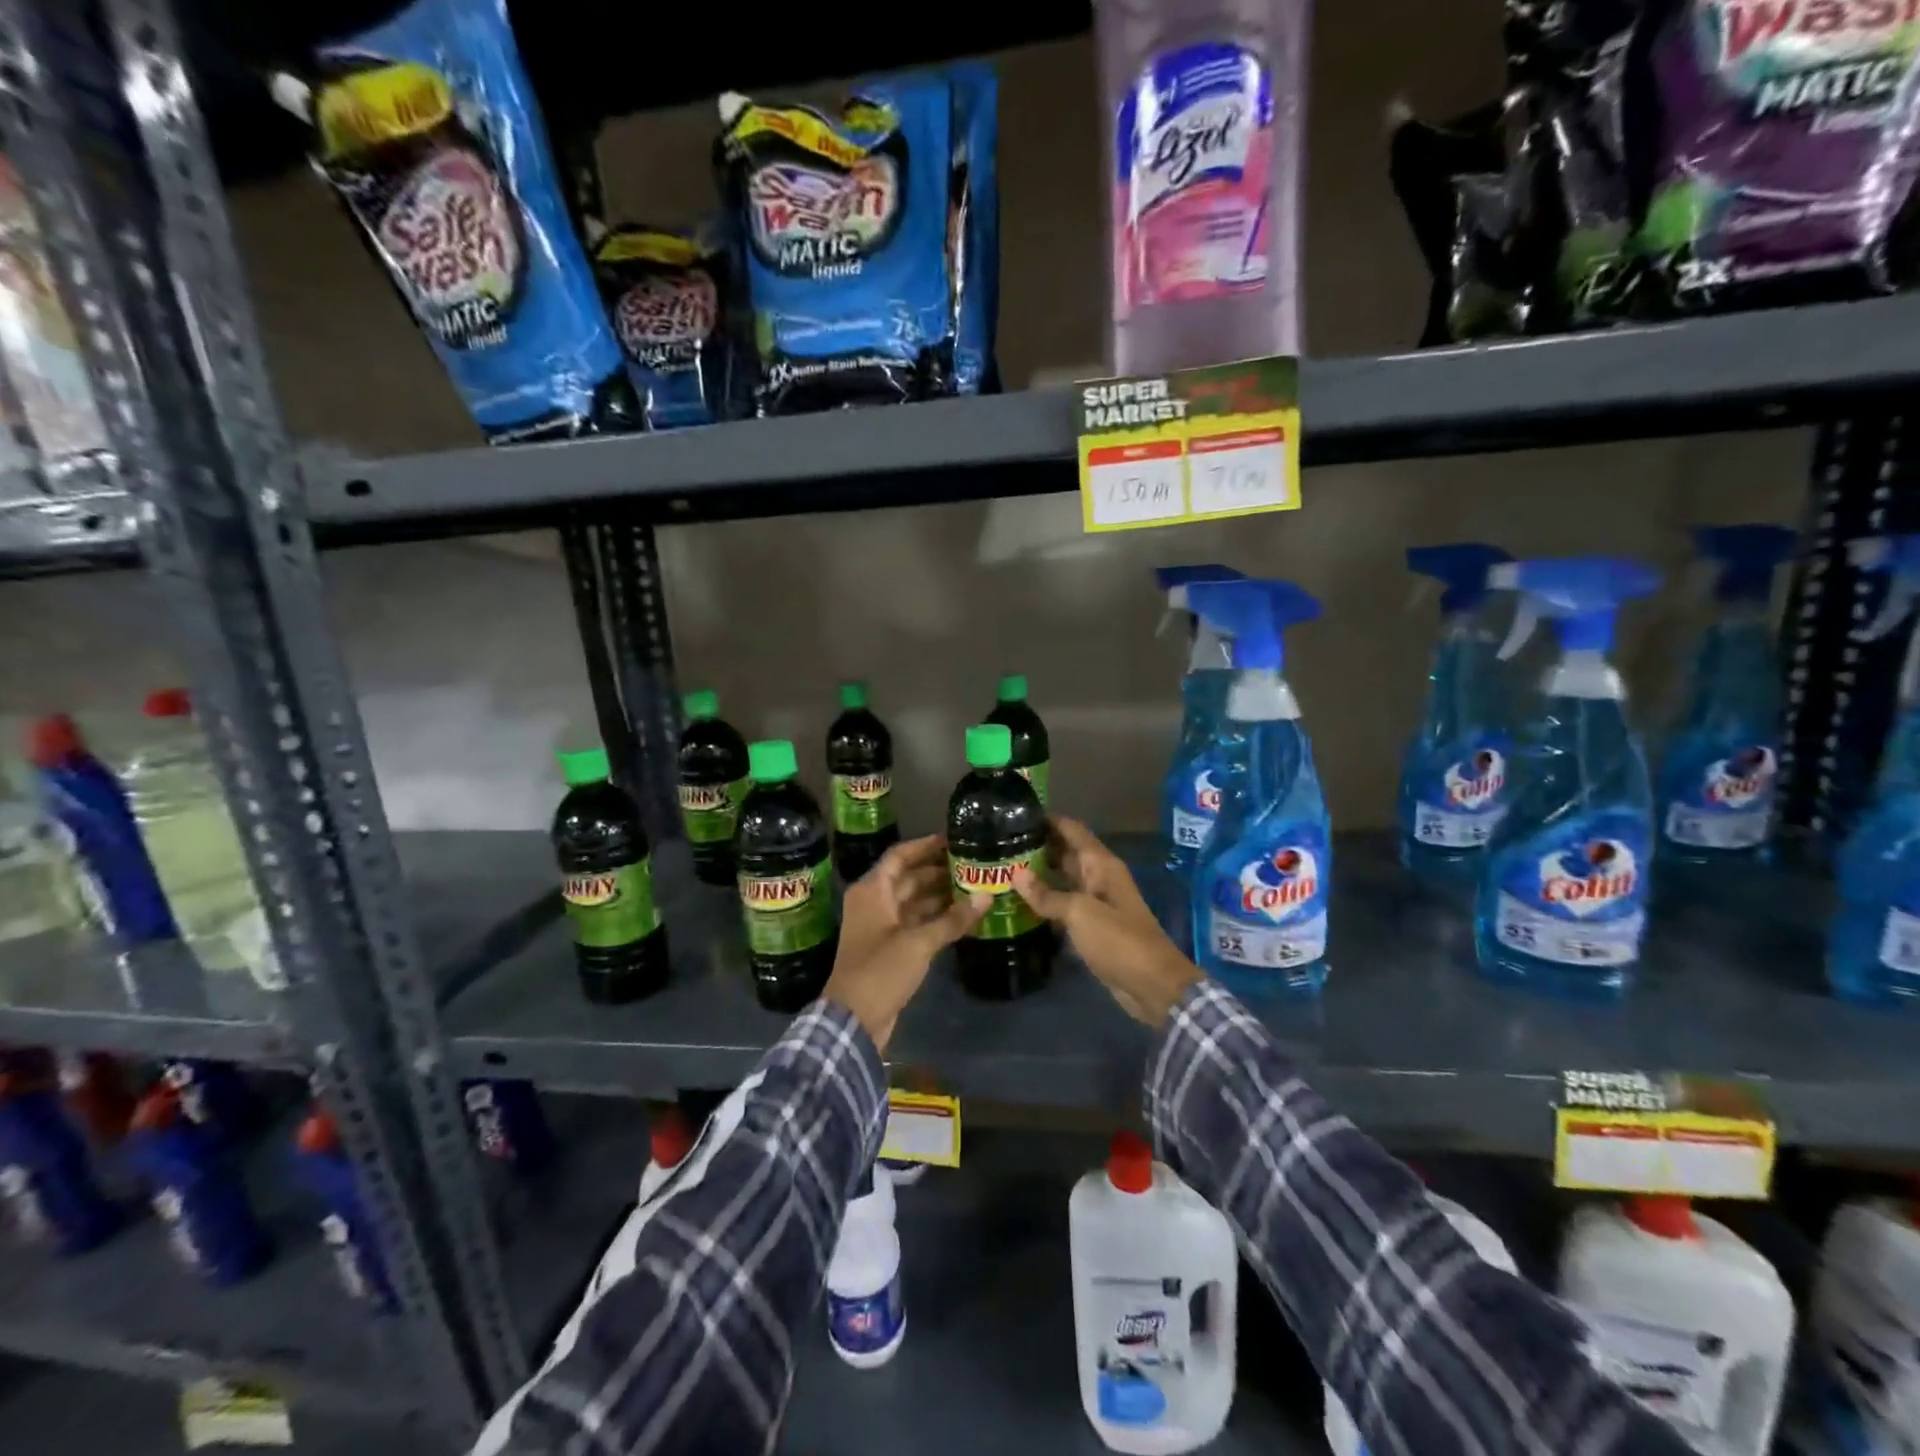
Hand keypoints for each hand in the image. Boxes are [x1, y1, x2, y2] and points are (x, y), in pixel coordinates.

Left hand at [824, 835, 986, 1052]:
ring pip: (913, 902)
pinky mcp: (890, 949)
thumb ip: (953, 919)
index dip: (924, 846)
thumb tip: (986, 896)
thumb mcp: (919, 943)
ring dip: (939, 895)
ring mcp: (881, 927)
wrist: (853, 1021)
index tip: (953, 839)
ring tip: (974, 887)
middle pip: (908, 878)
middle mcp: (874, 903)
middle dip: (938, 871)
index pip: (899, 856)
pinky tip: (962, 916)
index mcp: (872, 891)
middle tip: (972, 864)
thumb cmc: (880, 971)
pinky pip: (915, 923)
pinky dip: (936, 918)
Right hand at [1012, 818, 1200, 1027]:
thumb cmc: (1118, 940)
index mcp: (1100, 864)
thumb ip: (1047, 894)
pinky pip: (1063, 905)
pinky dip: (1044, 902)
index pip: (1071, 829)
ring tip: (1000, 870)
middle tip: (997, 846)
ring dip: (1037, 876)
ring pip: (1061, 879)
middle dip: (1035, 847)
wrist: (1152, 985)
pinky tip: (1017, 903)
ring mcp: (1095, 902)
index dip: (1046, 820)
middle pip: (1064, 852)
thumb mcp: (1080, 913)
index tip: (1013, 815)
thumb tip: (1016, 875)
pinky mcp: (1091, 926)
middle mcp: (1098, 877)